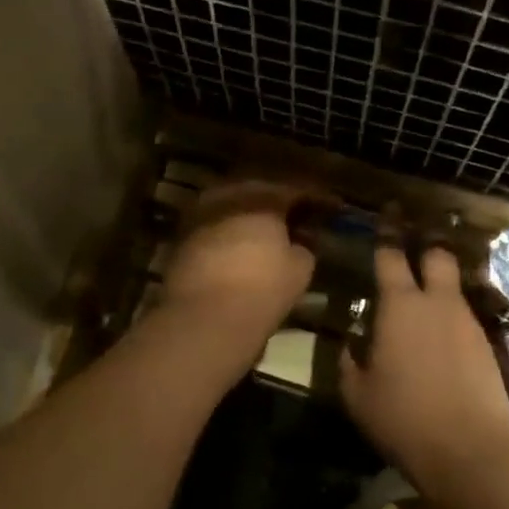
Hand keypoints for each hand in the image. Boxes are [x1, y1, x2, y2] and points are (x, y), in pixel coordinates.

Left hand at [160, 182, 317, 347]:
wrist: (205, 317)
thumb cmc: (263, 288)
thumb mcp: (299, 270)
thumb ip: (303, 249)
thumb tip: (298, 244)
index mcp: (262, 198)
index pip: (294, 191)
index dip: (314, 199)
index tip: (328, 207)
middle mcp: (227, 198)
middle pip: (256, 194)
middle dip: (274, 205)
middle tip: (292, 218)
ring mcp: (199, 218)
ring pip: (229, 210)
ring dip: (246, 220)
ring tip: (263, 237)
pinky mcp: (179, 242)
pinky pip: (211, 231)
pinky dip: (225, 238)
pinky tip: (235, 253)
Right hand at [340, 238, 508, 489]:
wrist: (473, 449)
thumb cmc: (404, 417)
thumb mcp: (358, 395)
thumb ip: (349, 362)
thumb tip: (351, 344)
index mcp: (400, 305)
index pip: (391, 257)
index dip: (385, 239)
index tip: (382, 224)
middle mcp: (437, 303)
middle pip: (437, 256)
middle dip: (425, 250)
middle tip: (410, 256)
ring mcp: (467, 322)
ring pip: (453, 289)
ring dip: (438, 289)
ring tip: (422, 306)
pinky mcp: (487, 345)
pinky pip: (464, 319)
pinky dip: (450, 321)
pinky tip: (440, 342)